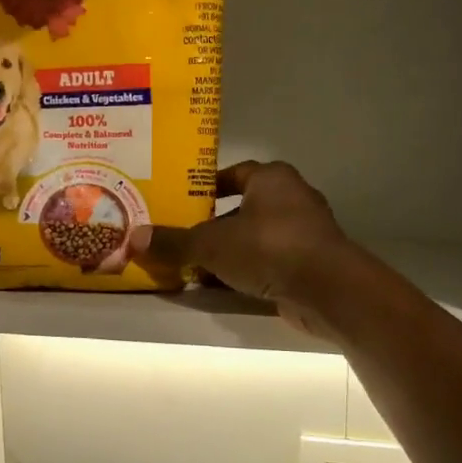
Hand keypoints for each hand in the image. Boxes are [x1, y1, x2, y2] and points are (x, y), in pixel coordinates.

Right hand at [131, 161, 352, 327]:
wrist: (327, 289)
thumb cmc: (268, 247)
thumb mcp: (211, 244)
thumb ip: (174, 241)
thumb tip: (134, 238)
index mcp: (272, 179)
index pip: (234, 174)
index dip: (206, 187)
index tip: (181, 202)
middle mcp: (291, 198)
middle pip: (242, 208)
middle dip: (212, 224)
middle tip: (180, 236)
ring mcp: (304, 233)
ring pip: (254, 238)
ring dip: (227, 251)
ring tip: (193, 265)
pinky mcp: (308, 264)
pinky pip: (267, 262)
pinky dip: (244, 271)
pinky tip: (219, 286)